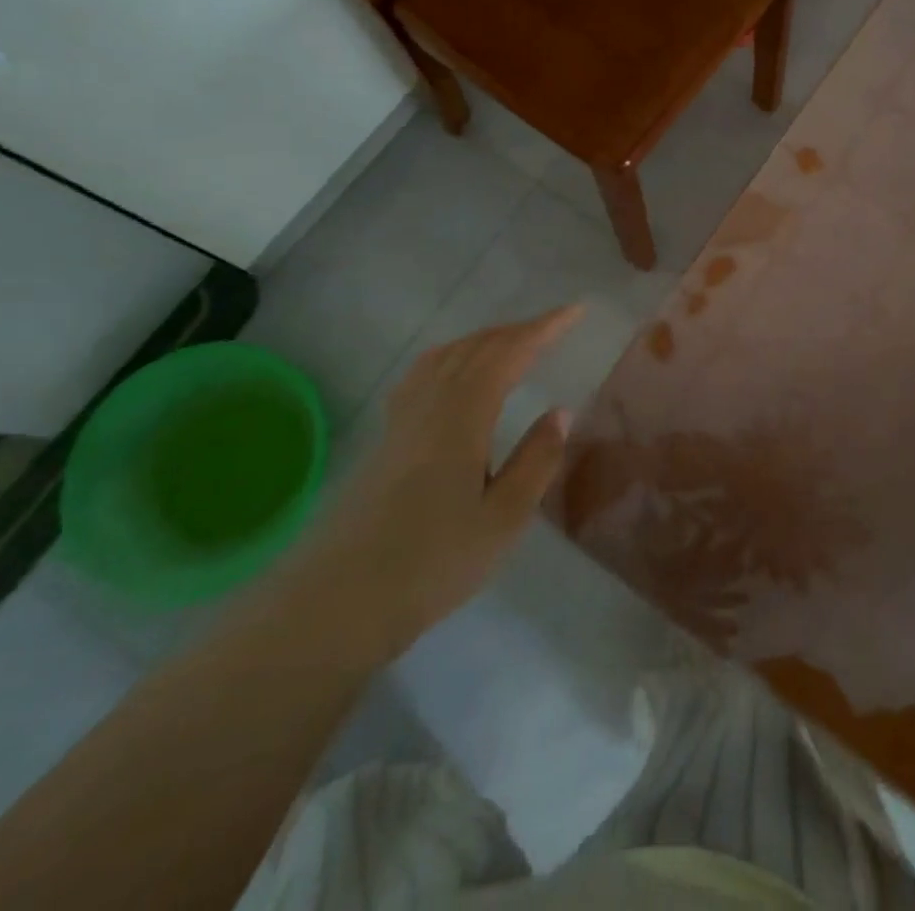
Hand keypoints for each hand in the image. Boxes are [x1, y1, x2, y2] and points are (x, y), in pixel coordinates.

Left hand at [270, 305, 582, 666]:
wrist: (337, 602)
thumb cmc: (432, 563)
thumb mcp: (503, 519)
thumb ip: (536, 460)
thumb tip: (560, 411)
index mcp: (463, 416)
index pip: (509, 353)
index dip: (545, 328)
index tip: (576, 311)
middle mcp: (431, 404)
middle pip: (476, 347)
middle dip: (518, 330)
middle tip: (554, 327)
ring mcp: (402, 419)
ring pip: (446, 355)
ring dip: (484, 339)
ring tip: (512, 343)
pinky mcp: (385, 438)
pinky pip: (423, 373)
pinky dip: (452, 356)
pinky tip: (455, 375)